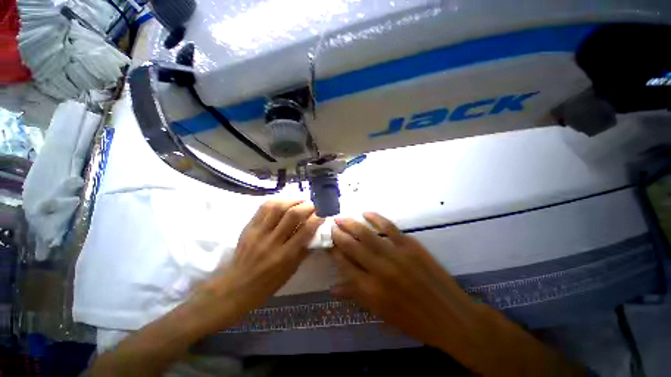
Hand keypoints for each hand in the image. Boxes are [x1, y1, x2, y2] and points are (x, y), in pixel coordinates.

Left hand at [197, 200, 323, 329]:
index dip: (317, 219)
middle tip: (313, 205)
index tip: (322, 215)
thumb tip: (315, 232)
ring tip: (301, 201)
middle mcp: (272, 241)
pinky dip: (277, 201)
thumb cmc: (268, 283)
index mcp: (285, 256)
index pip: (305, 231)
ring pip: (277, 207)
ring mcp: (258, 233)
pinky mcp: (248, 227)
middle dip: (307, 206)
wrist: (236, 287)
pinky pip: (263, 208)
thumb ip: (304, 249)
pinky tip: (284, 202)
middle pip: (292, 215)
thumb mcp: (291, 270)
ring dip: (293, 200)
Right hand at [330, 213, 480, 349]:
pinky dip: (375, 217)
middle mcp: (379, 270)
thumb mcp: (381, 313)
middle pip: (352, 246)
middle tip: (331, 226)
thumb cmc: (413, 321)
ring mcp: (395, 255)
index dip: (334, 252)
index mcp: (370, 291)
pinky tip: (366, 213)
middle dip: (338, 235)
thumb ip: (355, 296)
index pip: (344, 265)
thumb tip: (333, 286)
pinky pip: (388, 227)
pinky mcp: (410, 245)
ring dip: (351, 224)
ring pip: (366, 234)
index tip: (329, 244)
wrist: (450, 317)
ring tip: (340, 218)